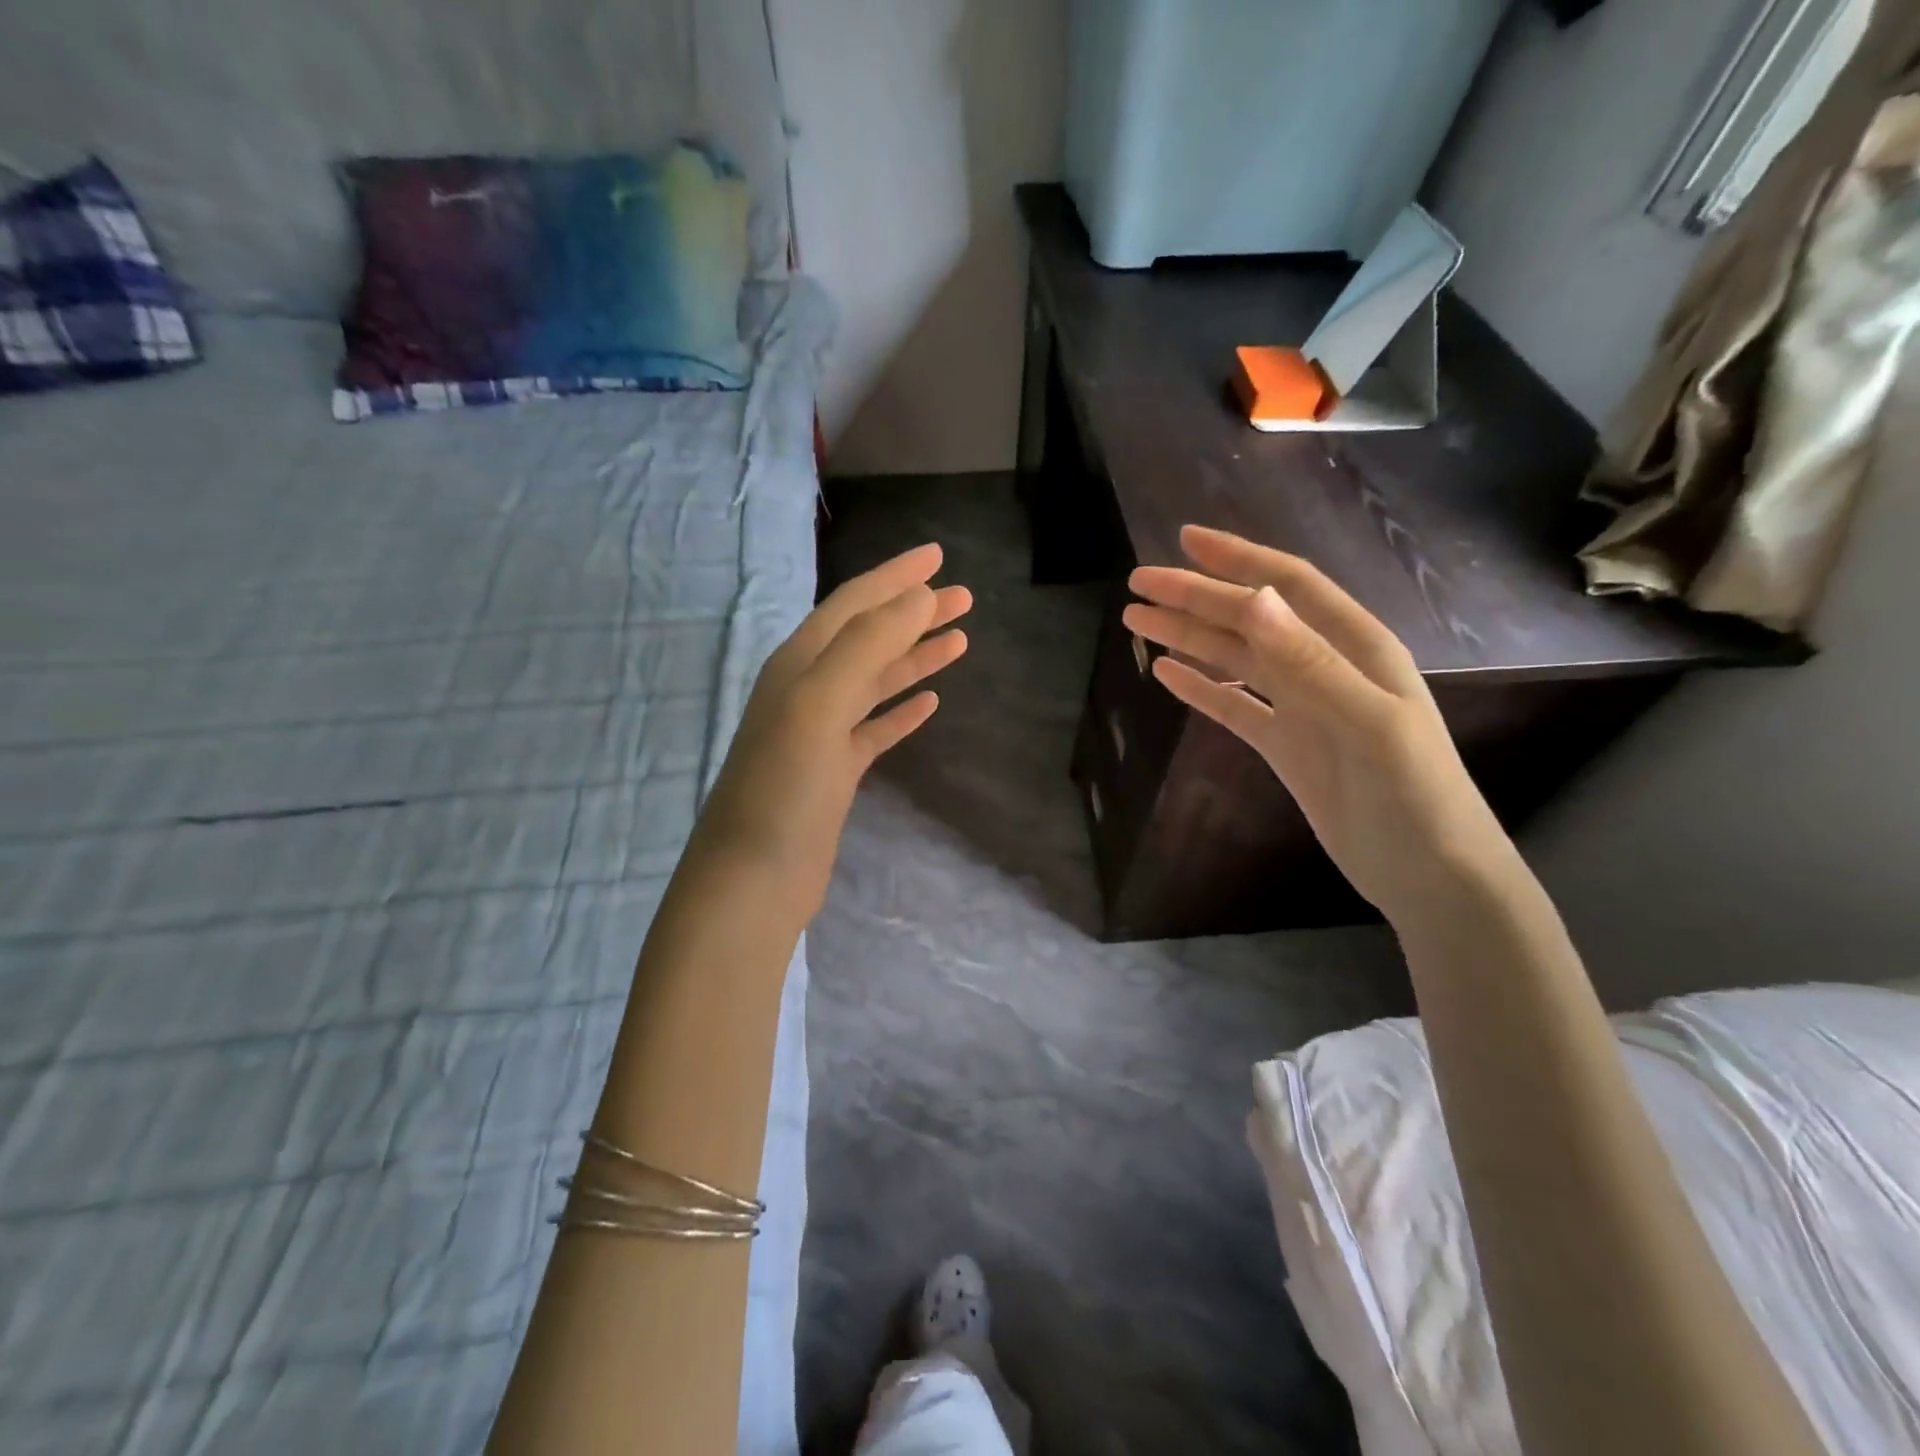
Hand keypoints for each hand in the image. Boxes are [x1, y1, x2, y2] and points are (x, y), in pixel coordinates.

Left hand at [693, 543, 970, 913]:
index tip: (938, 555)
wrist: (754, 878)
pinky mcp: (835, 771)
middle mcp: (807, 690)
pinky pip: (874, 728)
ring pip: (875, 680)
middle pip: (869, 637)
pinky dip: (901, 711)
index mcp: (798, 664)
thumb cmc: (783, 788)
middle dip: (914, 613)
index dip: (895, 577)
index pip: (853, 604)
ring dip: (915, 657)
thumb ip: (867, 646)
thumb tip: (917, 597)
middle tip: (965, 597)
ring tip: (960, 640)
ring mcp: (821, 733)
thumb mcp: (819, 704)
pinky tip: (930, 703)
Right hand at [1123, 525, 1517, 925]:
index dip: (1237, 559)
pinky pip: (1233, 706)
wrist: (1429, 876)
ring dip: (1189, 637)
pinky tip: (1166, 674)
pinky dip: (1199, 687)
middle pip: (1250, 619)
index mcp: (1354, 647)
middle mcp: (1324, 666)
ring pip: (1235, 659)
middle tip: (1138, 583)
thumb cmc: (1414, 797)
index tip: (1184, 540)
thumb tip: (1253, 599)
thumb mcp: (1368, 725)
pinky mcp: (1285, 744)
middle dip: (1195, 596)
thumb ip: (1309, 662)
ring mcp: (1302, 707)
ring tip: (1137, 621)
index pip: (1288, 586)